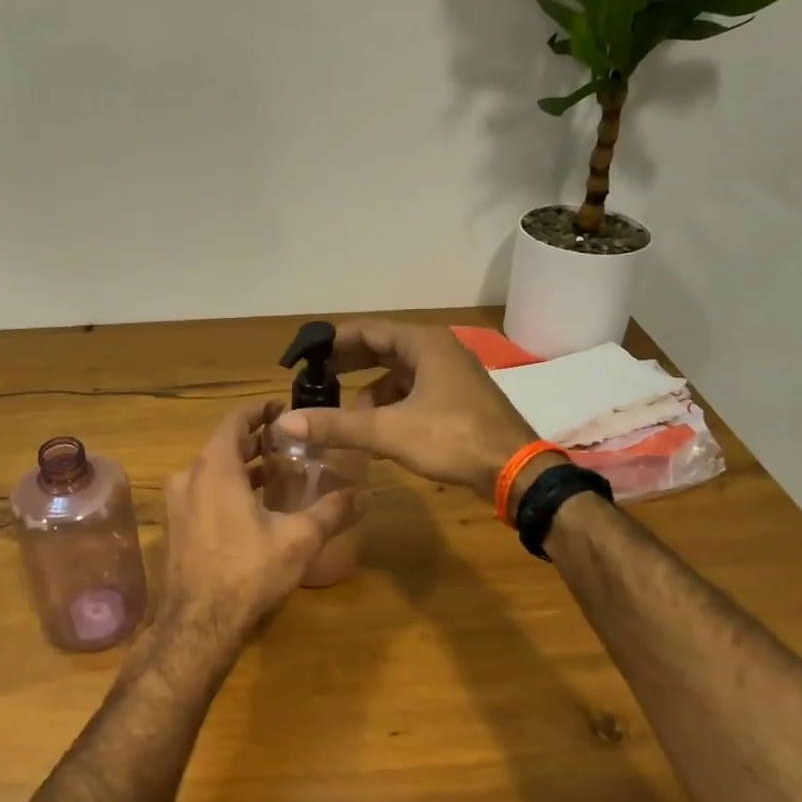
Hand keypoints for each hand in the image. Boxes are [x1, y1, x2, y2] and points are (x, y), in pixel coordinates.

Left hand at [156, 402, 359, 653]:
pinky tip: (252, 506)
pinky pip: (202, 491)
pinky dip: (226, 486)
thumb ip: (331, 512)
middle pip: (223, 444)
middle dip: (254, 439)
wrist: (199, 624)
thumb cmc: (248, 571)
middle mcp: (190, 476)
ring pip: (212, 469)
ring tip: (275, 471)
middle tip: (286, 441)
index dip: (259, 410)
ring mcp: (178, 502)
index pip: (235, 420)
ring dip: (241, 465)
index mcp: (215, 467)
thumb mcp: (298, 539)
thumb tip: (363, 495)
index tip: (281, 408)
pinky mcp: (176, 526)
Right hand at [274, 320, 538, 501]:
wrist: (516, 471)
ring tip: (344, 415)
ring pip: (399, 374)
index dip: (334, 342)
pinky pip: (414, 392)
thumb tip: (285, 422)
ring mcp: (451, 375)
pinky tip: (377, 430)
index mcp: (424, 344)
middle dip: (349, 365)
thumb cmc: (453, 439)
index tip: (307, 356)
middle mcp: (438, 351)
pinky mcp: (458, 399)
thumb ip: (337, 426)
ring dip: (370, 391)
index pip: (368, 330)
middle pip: (383, 349)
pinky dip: (391, 405)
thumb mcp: (389, 431)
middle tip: (316, 381)